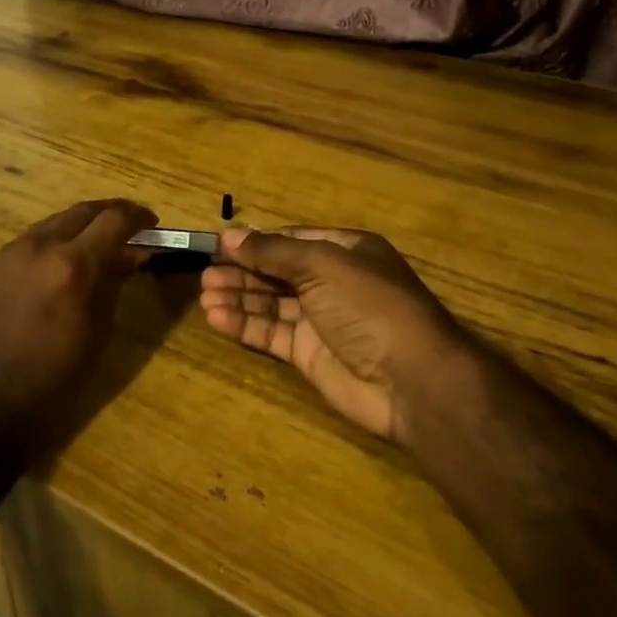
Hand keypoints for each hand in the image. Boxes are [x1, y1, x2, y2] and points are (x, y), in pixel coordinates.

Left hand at [0, 198, 157, 459]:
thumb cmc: (54, 381)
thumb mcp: (97, 332)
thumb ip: (114, 283)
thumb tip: (134, 254)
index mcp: (73, 264)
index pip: (114, 220)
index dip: (138, 217)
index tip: (153, 224)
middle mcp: (41, 246)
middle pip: (83, 211)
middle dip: (111, 214)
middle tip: (131, 227)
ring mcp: (11, 252)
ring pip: (55, 221)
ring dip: (82, 225)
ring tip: (98, 243)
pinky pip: (32, 239)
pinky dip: (56, 240)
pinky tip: (62, 261)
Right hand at [199, 227, 477, 445]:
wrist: (411, 380)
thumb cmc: (370, 306)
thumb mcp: (323, 265)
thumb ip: (273, 252)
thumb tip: (230, 236)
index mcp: (345, 251)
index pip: (291, 240)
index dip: (256, 242)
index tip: (218, 245)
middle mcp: (332, 282)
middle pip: (277, 271)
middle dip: (242, 271)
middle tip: (205, 274)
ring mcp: (320, 320)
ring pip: (270, 303)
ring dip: (238, 297)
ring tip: (205, 295)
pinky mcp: (309, 355)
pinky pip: (271, 333)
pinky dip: (244, 324)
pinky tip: (217, 317)